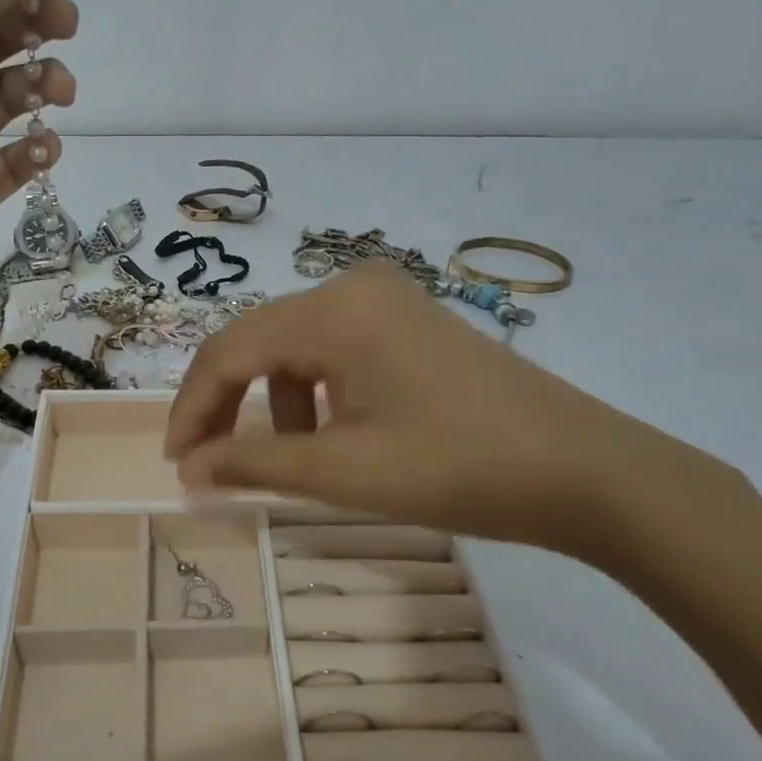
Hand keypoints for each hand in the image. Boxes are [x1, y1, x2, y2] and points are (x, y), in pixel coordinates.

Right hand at [164, 263, 705, 558]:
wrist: (586, 472)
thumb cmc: (458, 467)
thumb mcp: (342, 470)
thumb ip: (252, 464)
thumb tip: (187, 470)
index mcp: (332, 310)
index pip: (229, 351)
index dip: (192, 408)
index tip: (175, 463)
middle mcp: (352, 287)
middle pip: (257, 344)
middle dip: (226, 405)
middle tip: (208, 465)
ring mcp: (386, 301)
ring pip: (294, 350)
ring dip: (272, 404)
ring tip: (287, 460)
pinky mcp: (409, 323)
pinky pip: (333, 353)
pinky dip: (314, 395)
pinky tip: (332, 436)